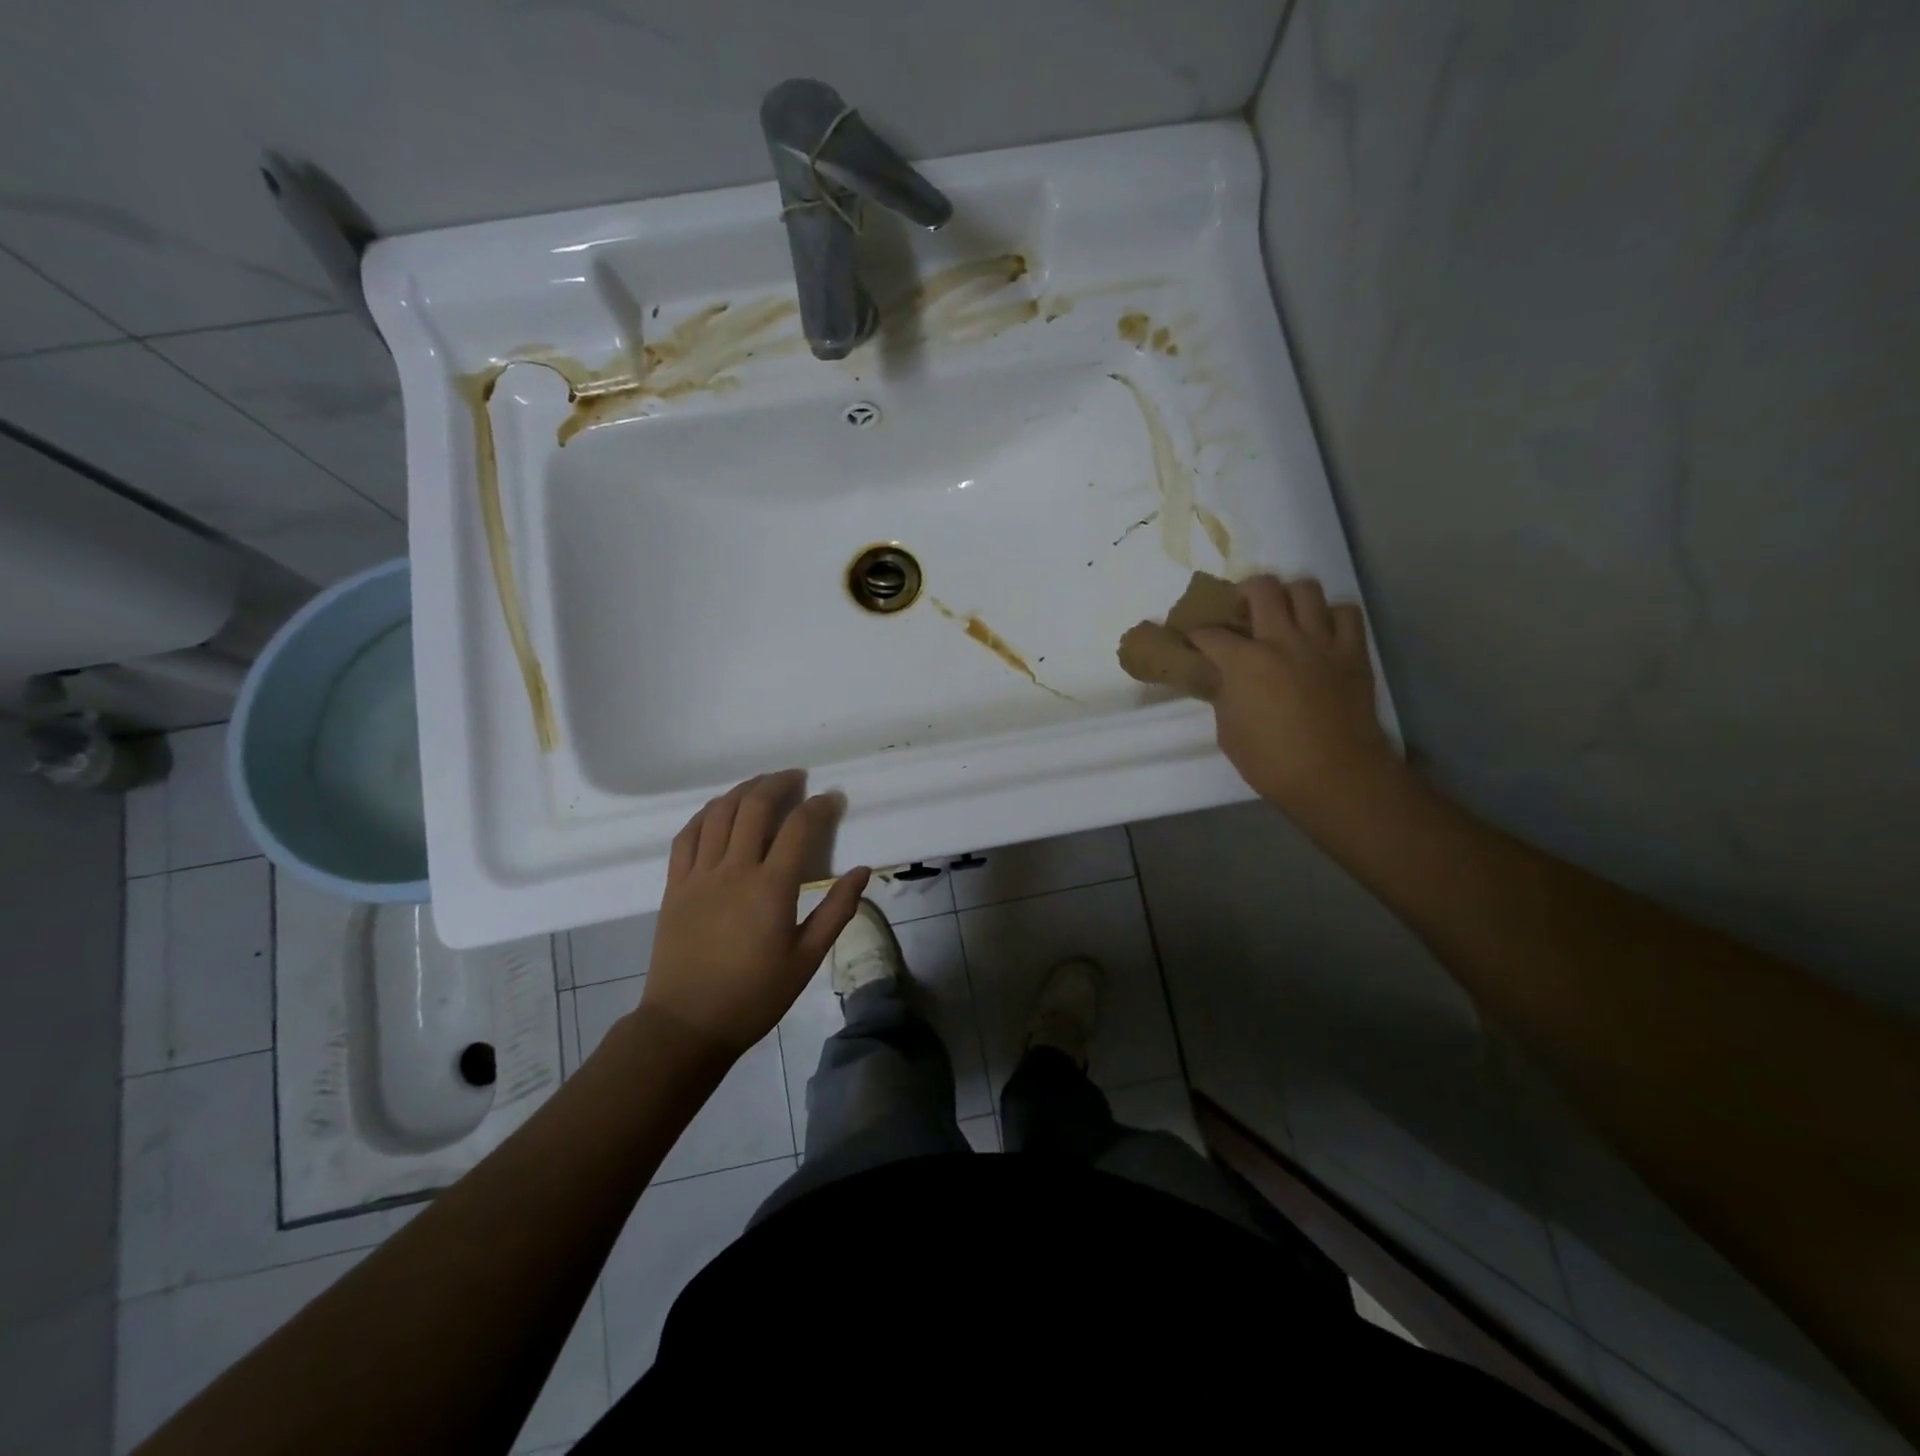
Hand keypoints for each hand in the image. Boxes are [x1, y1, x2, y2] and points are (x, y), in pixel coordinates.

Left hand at [641, 772, 869, 1054]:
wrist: (687, 1024)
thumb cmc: (754, 996)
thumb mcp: (806, 959)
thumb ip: (836, 911)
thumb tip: (861, 871)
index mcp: (770, 888)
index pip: (798, 827)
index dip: (819, 806)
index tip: (833, 799)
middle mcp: (733, 870)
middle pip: (754, 807)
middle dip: (779, 784)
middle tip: (797, 778)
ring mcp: (698, 875)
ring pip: (718, 813)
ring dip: (743, 791)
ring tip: (762, 785)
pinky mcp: (675, 885)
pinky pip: (687, 836)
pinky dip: (705, 814)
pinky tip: (718, 810)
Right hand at [1189, 576, 1397, 823]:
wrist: (1334, 774)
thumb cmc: (1271, 761)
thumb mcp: (1228, 730)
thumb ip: (1225, 694)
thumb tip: (1225, 678)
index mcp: (1243, 661)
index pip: (1210, 633)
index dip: (1196, 634)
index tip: (1192, 639)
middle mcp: (1281, 639)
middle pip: (1262, 588)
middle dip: (1244, 592)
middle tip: (1241, 609)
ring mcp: (1321, 642)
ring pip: (1306, 589)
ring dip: (1289, 596)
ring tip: (1283, 613)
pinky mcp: (1353, 652)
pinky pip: (1345, 613)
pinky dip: (1331, 615)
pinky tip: (1321, 631)